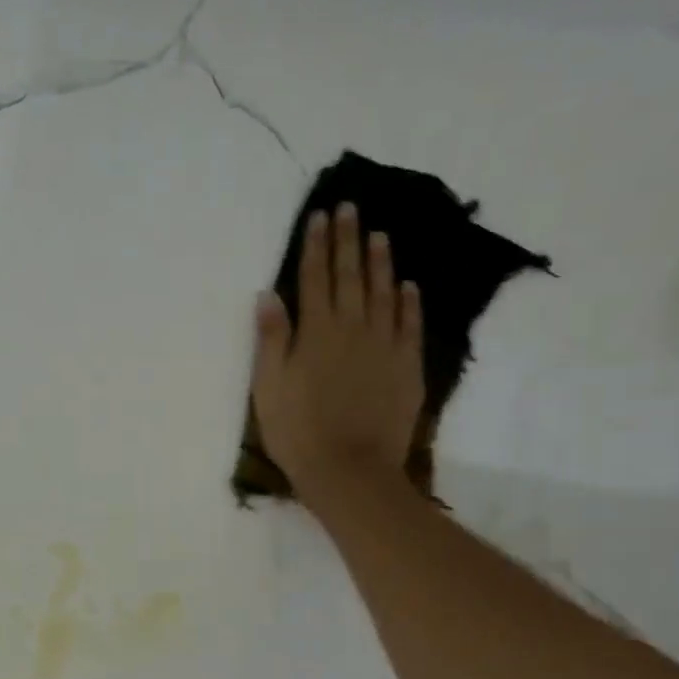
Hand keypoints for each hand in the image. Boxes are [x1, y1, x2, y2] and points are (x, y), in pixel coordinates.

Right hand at [250, 203, 426, 514]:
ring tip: (380, 235)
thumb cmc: (298, 432)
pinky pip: (410, 326)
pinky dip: (409, 303)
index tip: (320, 216)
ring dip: (381, 262)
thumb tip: (268, 295)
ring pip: (384, 294)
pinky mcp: (407, 367)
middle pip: (350, 277)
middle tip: (350, 208)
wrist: (349, 470)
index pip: (314, 279)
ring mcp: (384, 347)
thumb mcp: (268, 387)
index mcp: (315, 333)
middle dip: (348, 241)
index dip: (316, 247)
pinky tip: (408, 285)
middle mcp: (352, 329)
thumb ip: (271, 339)